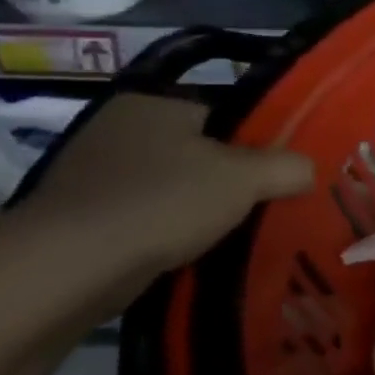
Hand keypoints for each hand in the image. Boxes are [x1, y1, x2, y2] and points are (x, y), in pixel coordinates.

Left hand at [15, 94, 314, 277]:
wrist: (65, 269)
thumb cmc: (162, 203)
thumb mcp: (247, 178)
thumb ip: (288, 166)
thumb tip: (308, 170)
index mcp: (153, 104)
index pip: (225, 115)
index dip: (259, 142)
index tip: (280, 173)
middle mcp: (116, 130)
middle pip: (199, 152)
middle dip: (229, 179)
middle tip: (264, 204)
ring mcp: (90, 176)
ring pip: (171, 187)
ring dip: (198, 209)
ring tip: (233, 232)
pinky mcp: (77, 219)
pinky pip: (143, 218)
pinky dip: (167, 233)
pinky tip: (190, 252)